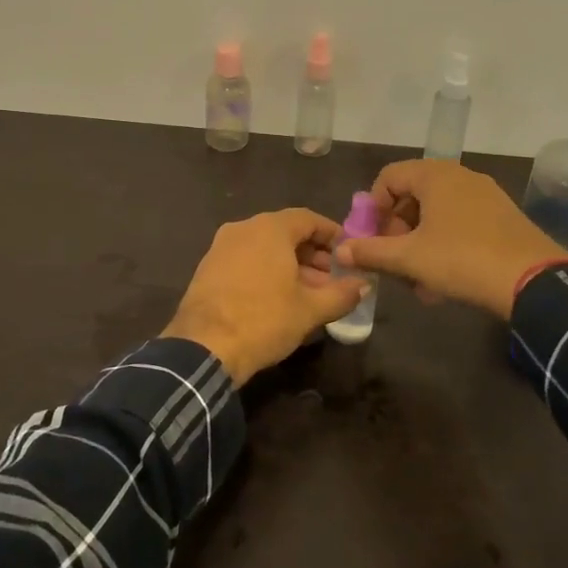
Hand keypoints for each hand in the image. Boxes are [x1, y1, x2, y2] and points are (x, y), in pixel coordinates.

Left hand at [162, 209, 366, 384]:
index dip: (332, 234)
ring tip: (310, 293)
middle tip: (332, 279)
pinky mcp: (207, 268)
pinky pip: (246, 260)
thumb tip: (364, 285)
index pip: (308, 219)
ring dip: (290, 265)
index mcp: (269, 228)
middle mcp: (243, 228)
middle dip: (312, 254)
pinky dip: (266, 271)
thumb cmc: (264, 320)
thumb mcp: (310, 310)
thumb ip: (342, 293)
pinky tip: (278, 298)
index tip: (348, 254)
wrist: (203, 348)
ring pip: (264, 248)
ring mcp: (221, 247)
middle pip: (285, 232)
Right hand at [336, 159, 567, 319]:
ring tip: (418, 279)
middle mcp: (460, 176)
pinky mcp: (502, 216)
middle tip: (394, 259)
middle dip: (397, 229)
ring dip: (419, 242)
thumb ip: (371, 251)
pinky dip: (444, 244)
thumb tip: (341, 249)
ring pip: (436, 213)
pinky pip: (460, 222)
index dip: (373, 208)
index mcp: (435, 175)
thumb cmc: (462, 260)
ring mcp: (485, 195)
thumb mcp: (410, 258)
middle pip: (412, 194)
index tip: (373, 239)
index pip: (388, 177)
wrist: (533, 281)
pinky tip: (444, 280)